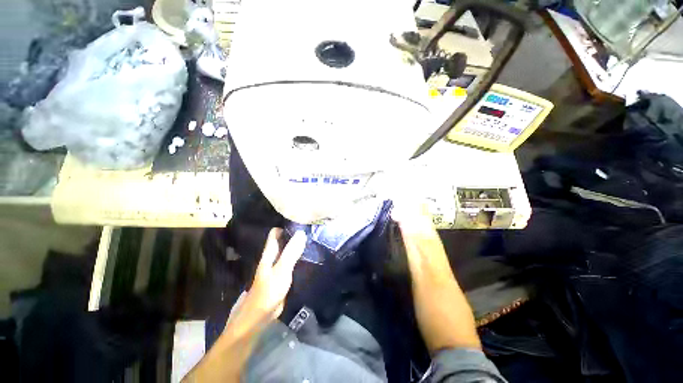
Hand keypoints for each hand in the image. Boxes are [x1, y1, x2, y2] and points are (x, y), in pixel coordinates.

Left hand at [225, 229, 306, 336]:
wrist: (260, 317)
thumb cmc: (268, 292)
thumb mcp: (281, 270)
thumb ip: (291, 252)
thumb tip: (301, 233)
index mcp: (270, 253)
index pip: (276, 233)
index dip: (286, 225)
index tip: (300, 220)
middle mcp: (273, 257)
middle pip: (283, 241)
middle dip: (295, 235)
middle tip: (311, 229)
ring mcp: (278, 267)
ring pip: (289, 251)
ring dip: (298, 246)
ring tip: (313, 240)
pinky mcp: (284, 277)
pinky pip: (292, 262)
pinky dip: (299, 258)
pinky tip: (309, 257)